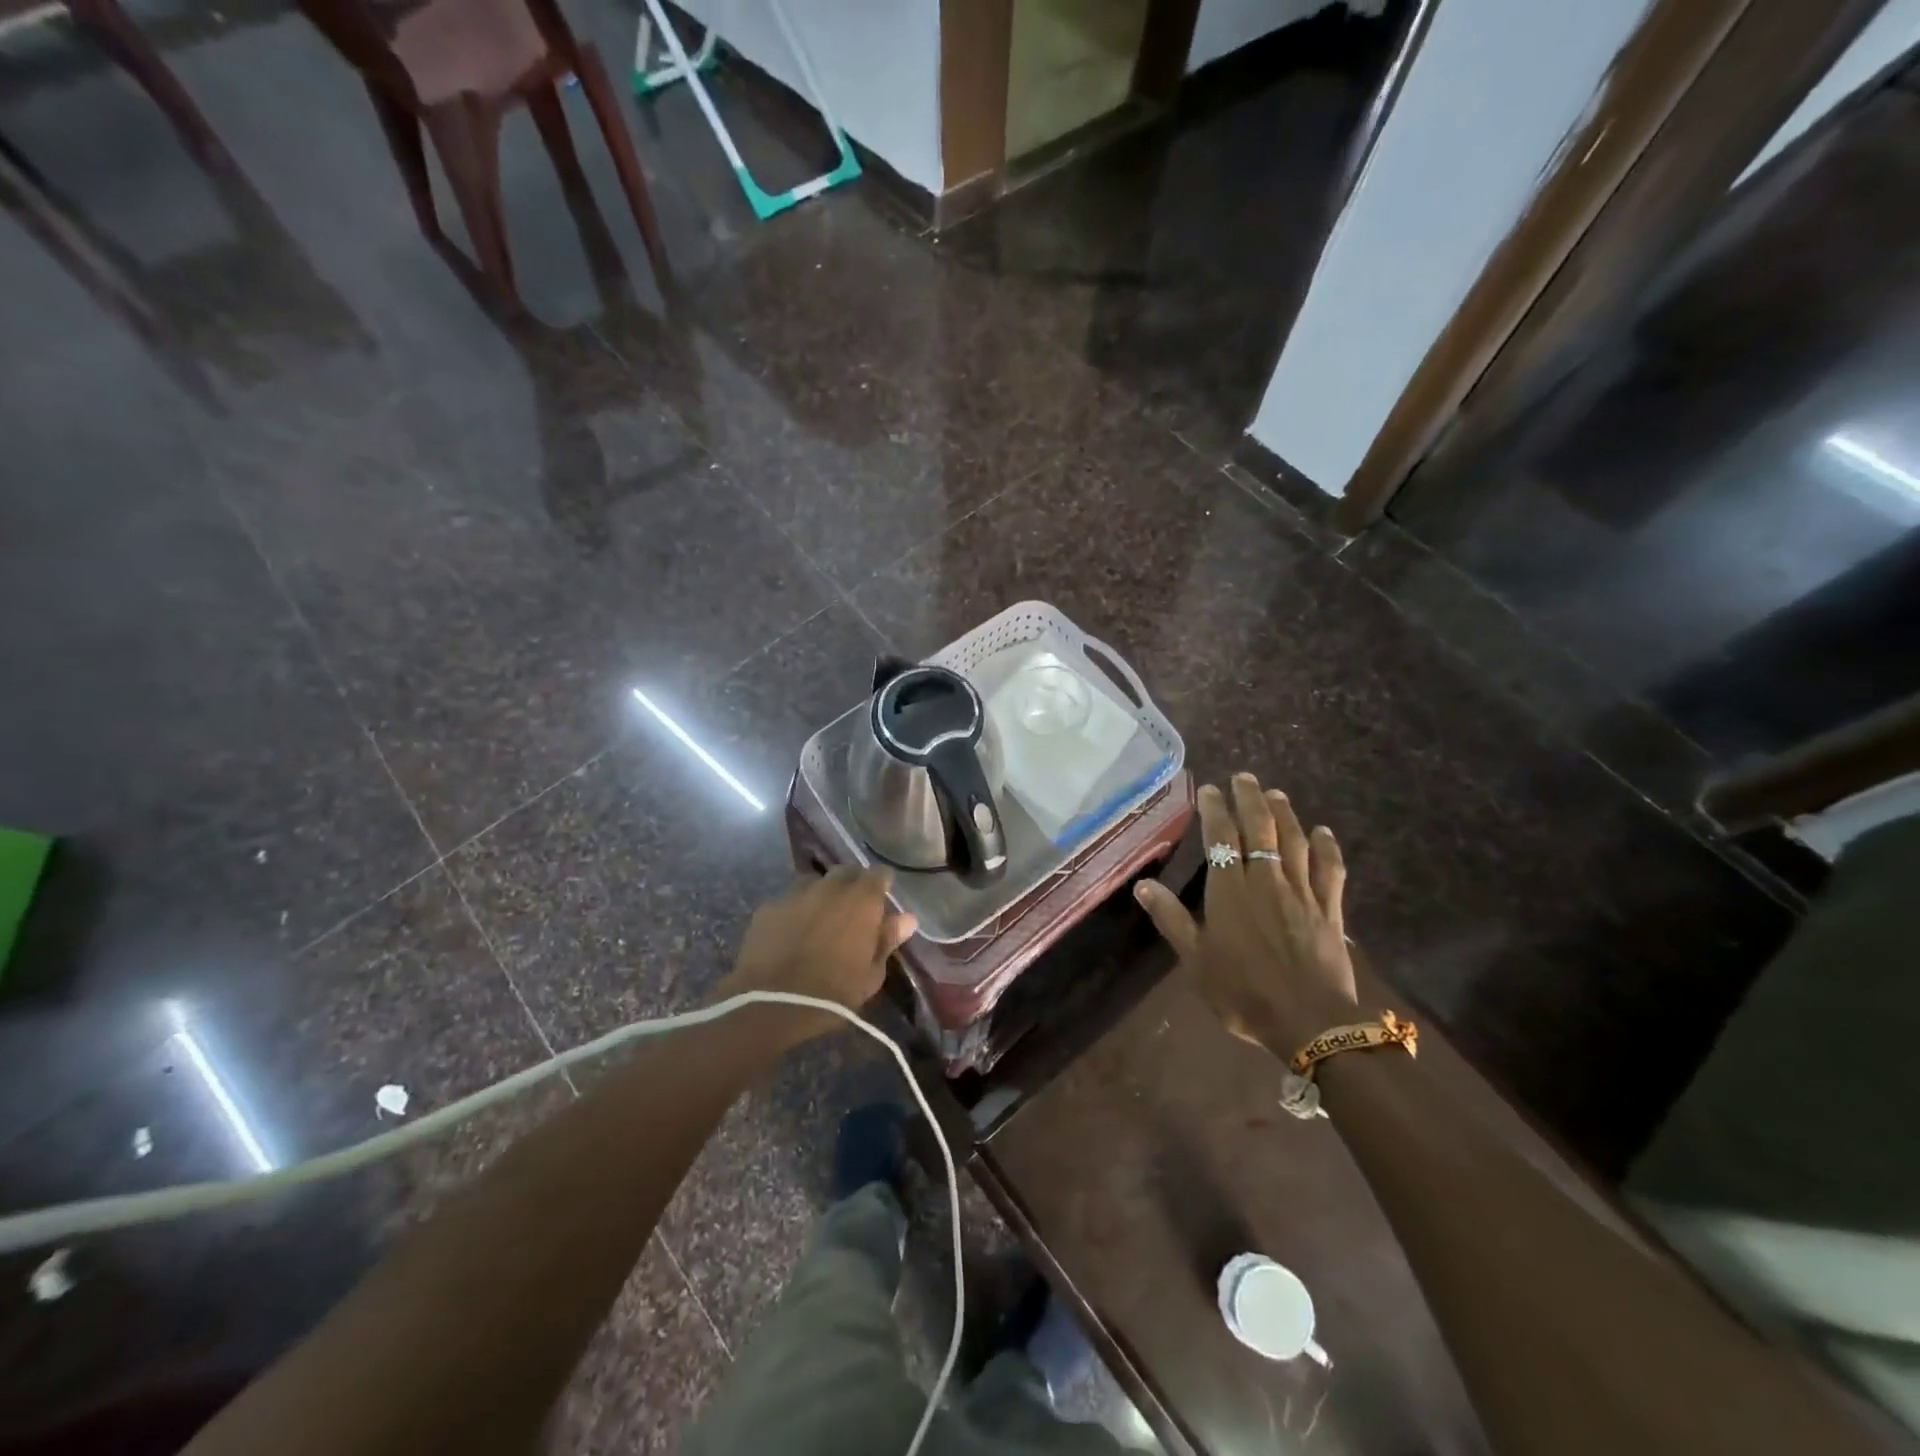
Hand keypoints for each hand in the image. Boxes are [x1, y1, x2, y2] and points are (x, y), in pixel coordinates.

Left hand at [714, 868, 917, 1046]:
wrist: (770, 1003)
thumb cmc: (832, 993)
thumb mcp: (871, 974)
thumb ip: (887, 940)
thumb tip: (907, 918)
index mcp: (862, 899)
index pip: (879, 874)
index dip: (882, 885)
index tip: (882, 903)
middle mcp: (830, 886)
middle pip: (846, 872)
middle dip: (852, 886)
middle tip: (852, 913)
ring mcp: (796, 893)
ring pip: (815, 883)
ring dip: (822, 896)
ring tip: (820, 921)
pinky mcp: (768, 907)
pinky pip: (789, 900)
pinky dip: (795, 911)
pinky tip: (791, 933)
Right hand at [1135, 773, 1357, 1057]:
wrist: (1310, 1022)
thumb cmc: (1243, 993)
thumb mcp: (1195, 960)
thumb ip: (1171, 918)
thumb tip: (1142, 884)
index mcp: (1230, 891)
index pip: (1221, 838)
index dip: (1214, 809)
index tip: (1209, 789)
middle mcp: (1266, 881)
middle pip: (1260, 829)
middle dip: (1250, 799)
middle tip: (1244, 777)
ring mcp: (1301, 893)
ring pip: (1294, 842)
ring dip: (1285, 814)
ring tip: (1276, 793)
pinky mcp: (1330, 910)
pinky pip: (1330, 870)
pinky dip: (1327, 848)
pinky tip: (1323, 832)